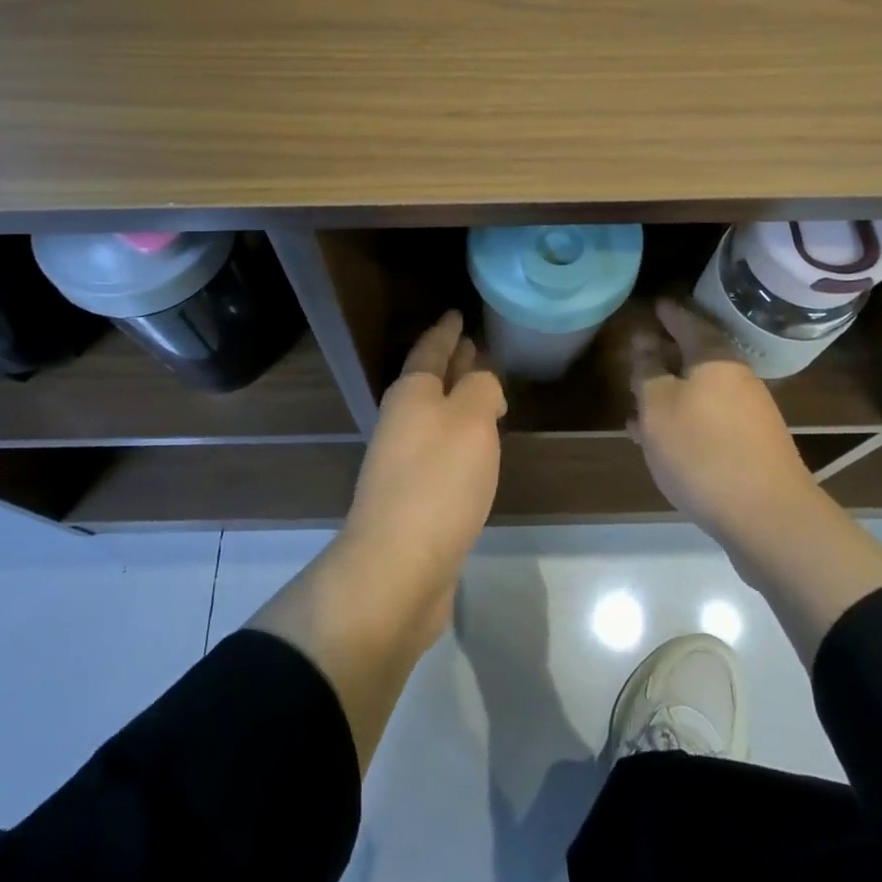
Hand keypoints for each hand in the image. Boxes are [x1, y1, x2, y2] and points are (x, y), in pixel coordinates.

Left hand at [340, 310, 506, 639]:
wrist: (398, 568)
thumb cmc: (438, 481)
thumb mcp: (471, 419)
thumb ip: (481, 389)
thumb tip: (482, 386)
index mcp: (411, 395)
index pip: (429, 350)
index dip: (445, 331)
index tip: (456, 312)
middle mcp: (402, 422)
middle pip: (430, 382)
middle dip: (452, 363)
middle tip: (473, 344)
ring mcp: (404, 462)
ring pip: (436, 416)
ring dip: (457, 400)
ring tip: (484, 390)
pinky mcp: (414, 499)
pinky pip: (441, 450)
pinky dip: (460, 438)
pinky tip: (477, 447)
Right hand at [630, 298, 819, 560]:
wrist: (768, 518)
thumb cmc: (702, 450)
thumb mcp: (658, 406)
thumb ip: (647, 369)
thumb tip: (644, 339)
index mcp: (715, 360)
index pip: (689, 324)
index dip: (670, 315)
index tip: (656, 305)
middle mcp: (737, 381)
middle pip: (698, 359)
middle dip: (668, 357)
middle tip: (641, 354)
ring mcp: (749, 416)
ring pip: (701, 394)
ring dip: (671, 396)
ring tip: (638, 407)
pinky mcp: (752, 449)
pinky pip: (709, 422)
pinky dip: (684, 423)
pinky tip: (662, 443)